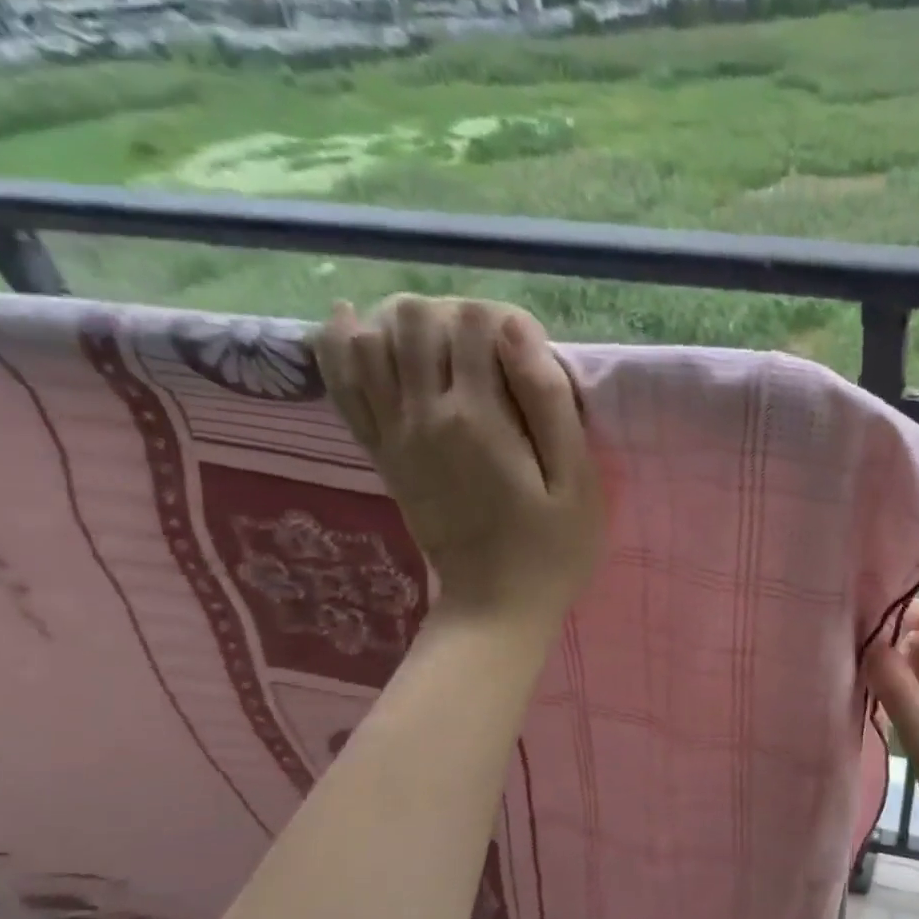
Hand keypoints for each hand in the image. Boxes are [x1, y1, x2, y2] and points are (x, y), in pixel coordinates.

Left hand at [317, 296, 604, 625]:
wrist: (498, 604)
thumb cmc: (553, 547)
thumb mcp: (576, 481)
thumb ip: (550, 403)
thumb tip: (518, 330)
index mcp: (480, 416)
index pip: (475, 321)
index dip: (505, 319)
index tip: (530, 351)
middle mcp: (424, 412)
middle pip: (416, 318)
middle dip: (453, 314)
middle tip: (488, 348)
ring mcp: (394, 432)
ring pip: (370, 339)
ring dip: (401, 321)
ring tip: (437, 339)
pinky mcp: (381, 453)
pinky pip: (341, 383)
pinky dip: (341, 345)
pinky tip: (353, 325)